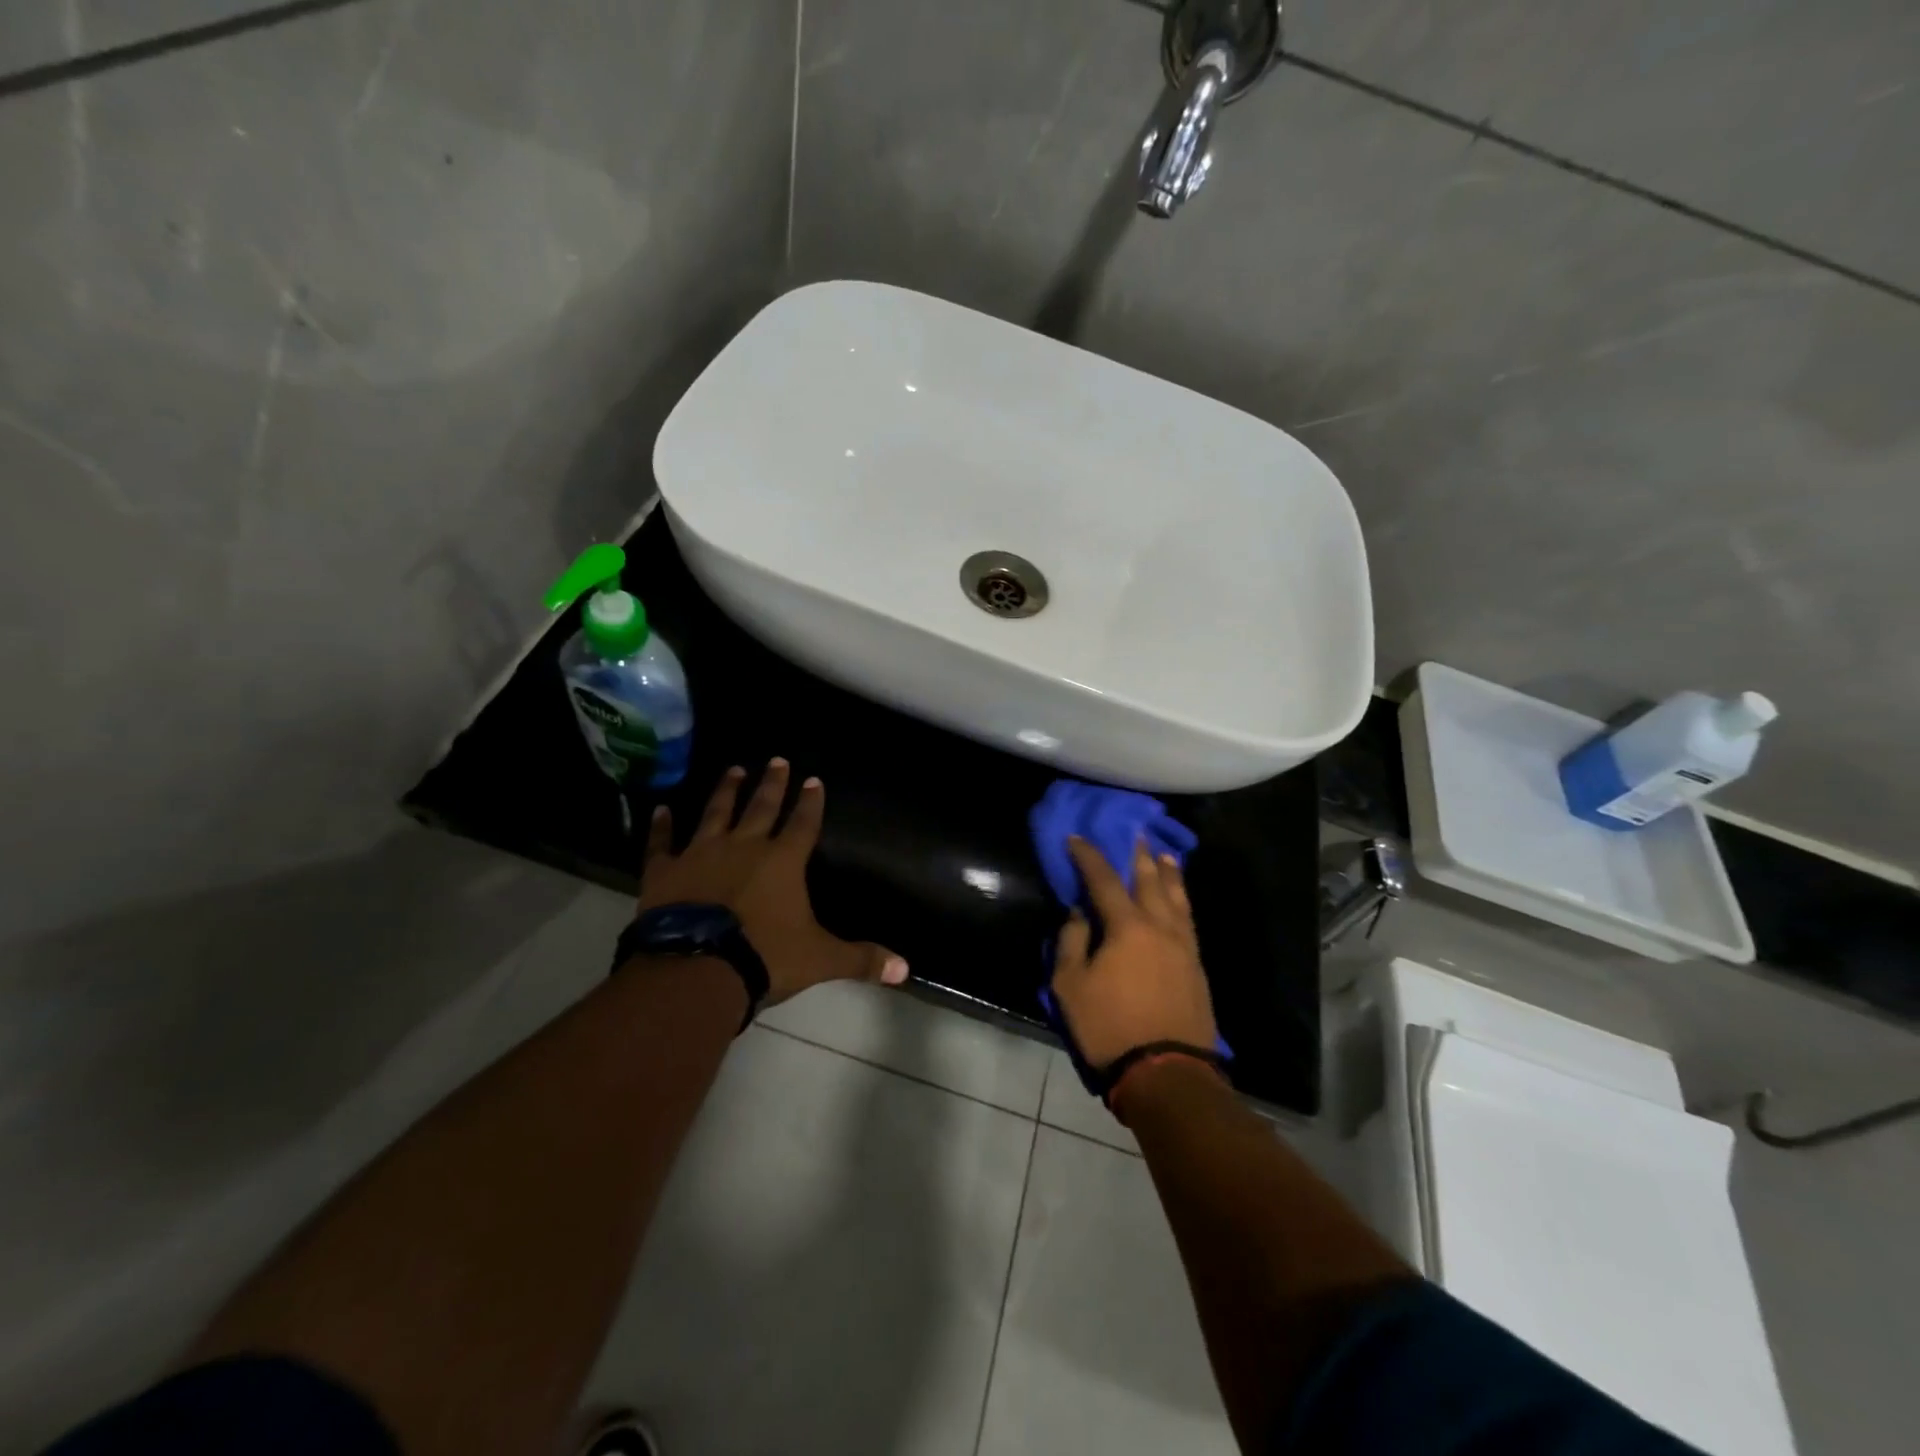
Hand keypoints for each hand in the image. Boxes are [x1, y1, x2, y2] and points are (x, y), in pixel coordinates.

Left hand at [637, 759, 907, 1004]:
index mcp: (783, 862)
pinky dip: (661, 826)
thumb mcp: (821, 959)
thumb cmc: (765, 957)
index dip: (810, 802)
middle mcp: (744, 847)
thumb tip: (905, 969)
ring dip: (726, 791)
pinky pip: (661, 843)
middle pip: (762, 807)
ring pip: (716, 813)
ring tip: (733, 770)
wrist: (698, 969)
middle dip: (772, 784)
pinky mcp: (665, 871)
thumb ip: (861, 959)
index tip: (813, 780)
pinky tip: (660, 809)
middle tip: (777, 760)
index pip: (803, 824)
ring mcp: (701, 854)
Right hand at [1052, 836, 1218, 1068]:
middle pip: (1149, 881)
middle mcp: (1160, 927)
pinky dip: (1181, 901)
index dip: (1088, 856)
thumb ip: (1071, 942)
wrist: (1166, 1072)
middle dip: (1138, 856)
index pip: (1103, 880)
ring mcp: (1183, 947)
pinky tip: (1179, 901)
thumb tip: (1078, 914)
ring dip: (1168, 874)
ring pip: (1177, 899)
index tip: (1076, 838)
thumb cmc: (1109, 1027)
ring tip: (1165, 856)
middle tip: (1135, 834)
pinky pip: (1188, 920)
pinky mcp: (1196, 967)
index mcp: (1127, 927)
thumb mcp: (1070, 986)